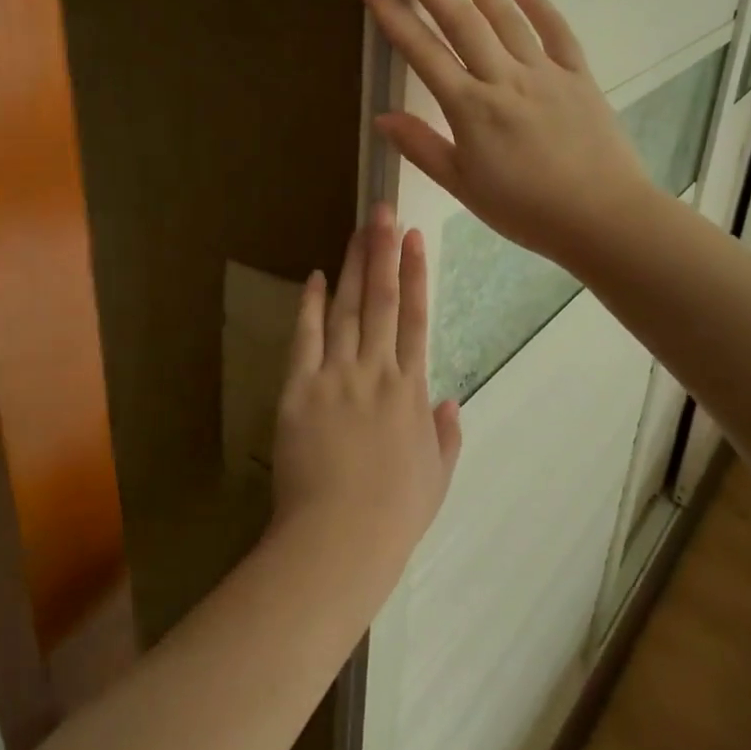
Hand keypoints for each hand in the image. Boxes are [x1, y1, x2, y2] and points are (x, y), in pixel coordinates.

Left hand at [268, 204, 461, 599]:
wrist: (338, 538)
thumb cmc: (393, 515)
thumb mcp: (436, 477)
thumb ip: (445, 436)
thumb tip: (449, 402)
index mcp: (411, 391)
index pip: (417, 319)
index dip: (416, 275)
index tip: (415, 239)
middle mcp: (376, 371)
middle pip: (383, 300)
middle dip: (383, 252)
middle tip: (383, 211)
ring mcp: (336, 376)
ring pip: (348, 309)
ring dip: (353, 267)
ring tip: (358, 229)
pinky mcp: (300, 388)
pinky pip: (306, 338)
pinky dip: (311, 306)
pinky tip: (315, 277)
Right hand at [358, 0, 654, 272]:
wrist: (604, 219)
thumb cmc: (527, 211)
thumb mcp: (465, 187)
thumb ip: (423, 148)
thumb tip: (382, 118)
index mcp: (471, 108)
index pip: (422, 52)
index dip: (392, 14)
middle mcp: (504, 78)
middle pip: (459, 19)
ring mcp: (544, 72)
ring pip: (504, 14)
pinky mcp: (578, 75)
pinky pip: (556, 31)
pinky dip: (536, 2)